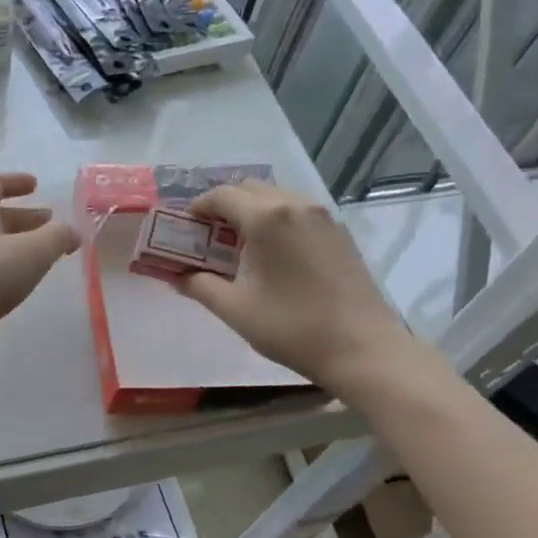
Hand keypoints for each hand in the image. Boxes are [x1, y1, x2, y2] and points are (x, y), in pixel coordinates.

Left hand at [0, 174, 80, 368]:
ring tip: (41, 260)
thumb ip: (57, 237)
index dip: (15, 182)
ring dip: (15, 246)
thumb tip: (73, 230)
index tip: (36, 185)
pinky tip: (15, 287)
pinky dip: (3, 270)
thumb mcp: (31, 253)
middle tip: (50, 227)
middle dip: (24, 219)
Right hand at [174, 181, 416, 390]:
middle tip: (209, 238)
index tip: (184, 228)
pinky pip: (299, 212)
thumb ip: (199, 286)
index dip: (197, 208)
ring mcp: (323, 217)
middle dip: (224, 207)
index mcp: (267, 218)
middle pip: (250, 189)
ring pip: (277, 198)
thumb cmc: (291, 328)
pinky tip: (273, 255)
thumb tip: (176, 277)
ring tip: (240, 247)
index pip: (222, 196)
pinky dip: (278, 221)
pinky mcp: (340, 233)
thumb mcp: (235, 309)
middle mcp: (296, 205)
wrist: (362, 348)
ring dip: (252, 212)